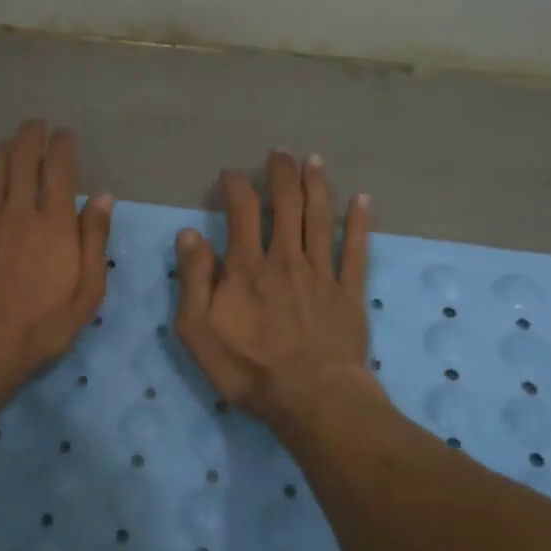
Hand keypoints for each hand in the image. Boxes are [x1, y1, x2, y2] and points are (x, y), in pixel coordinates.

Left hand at [0, 120, 112, 386]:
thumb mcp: (87, 291)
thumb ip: (95, 240)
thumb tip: (104, 196)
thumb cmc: (43, 325)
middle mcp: (20, 212)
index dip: (64, 146)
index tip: (66, 135)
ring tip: (10, 139)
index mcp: (56, 224)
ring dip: (3, 149)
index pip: (61, 171)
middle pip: (24, 161)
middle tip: (36, 124)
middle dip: (31, 137)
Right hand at [174, 150, 380, 432]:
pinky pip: (355, 250)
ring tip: (314, 160)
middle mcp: (286, 258)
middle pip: (286, 205)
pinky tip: (362, 200)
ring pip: (320, 218)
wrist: (311, 397)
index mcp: (247, 266)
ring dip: (317, 185)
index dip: (235, 186)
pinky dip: (358, 223)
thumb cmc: (248, 367)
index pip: (241, 211)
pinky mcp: (348, 292)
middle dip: (281, 174)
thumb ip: (193, 279)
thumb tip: (189, 234)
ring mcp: (321, 273)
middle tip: (280, 152)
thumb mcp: (198, 329)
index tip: (230, 174)